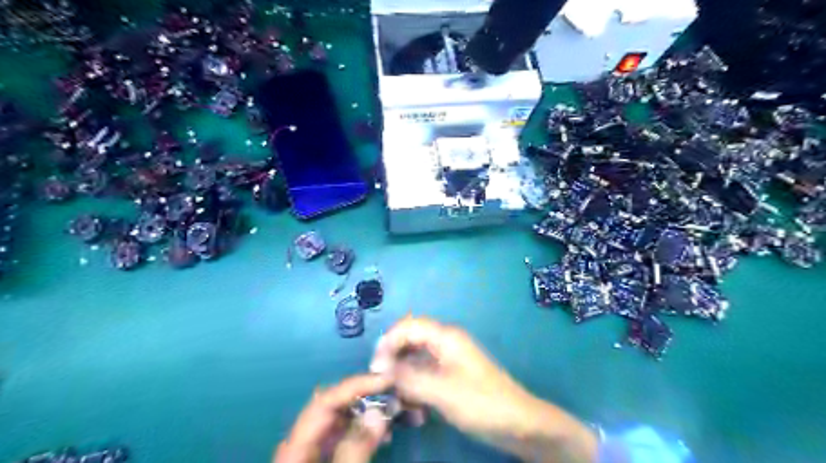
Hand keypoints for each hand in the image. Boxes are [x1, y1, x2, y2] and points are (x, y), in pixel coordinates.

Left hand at [273, 374, 393, 462]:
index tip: (386, 378)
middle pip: (333, 404)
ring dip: (366, 411)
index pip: (326, 399)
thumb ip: (355, 448)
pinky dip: (361, 428)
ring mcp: (308, 447)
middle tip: (394, 391)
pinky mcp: (318, 455)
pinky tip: (379, 434)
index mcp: (296, 443)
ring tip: (392, 413)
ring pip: (340, 417)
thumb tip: (378, 413)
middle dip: (364, 394)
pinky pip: (341, 433)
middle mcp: (300, 438)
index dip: (357, 384)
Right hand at [372, 318, 597, 462]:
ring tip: (397, 402)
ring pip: (415, 361)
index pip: (408, 326)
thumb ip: (408, 377)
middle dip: (393, 361)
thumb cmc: (482, 402)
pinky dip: (415, 389)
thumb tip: (380, 368)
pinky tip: (414, 410)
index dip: (388, 342)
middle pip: (409, 342)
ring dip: (403, 379)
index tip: (375, 368)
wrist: (518, 424)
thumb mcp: (441, 391)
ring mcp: (448, 360)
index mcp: (445, 337)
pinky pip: (424, 376)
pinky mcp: (450, 377)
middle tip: (382, 386)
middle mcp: (445, 343)